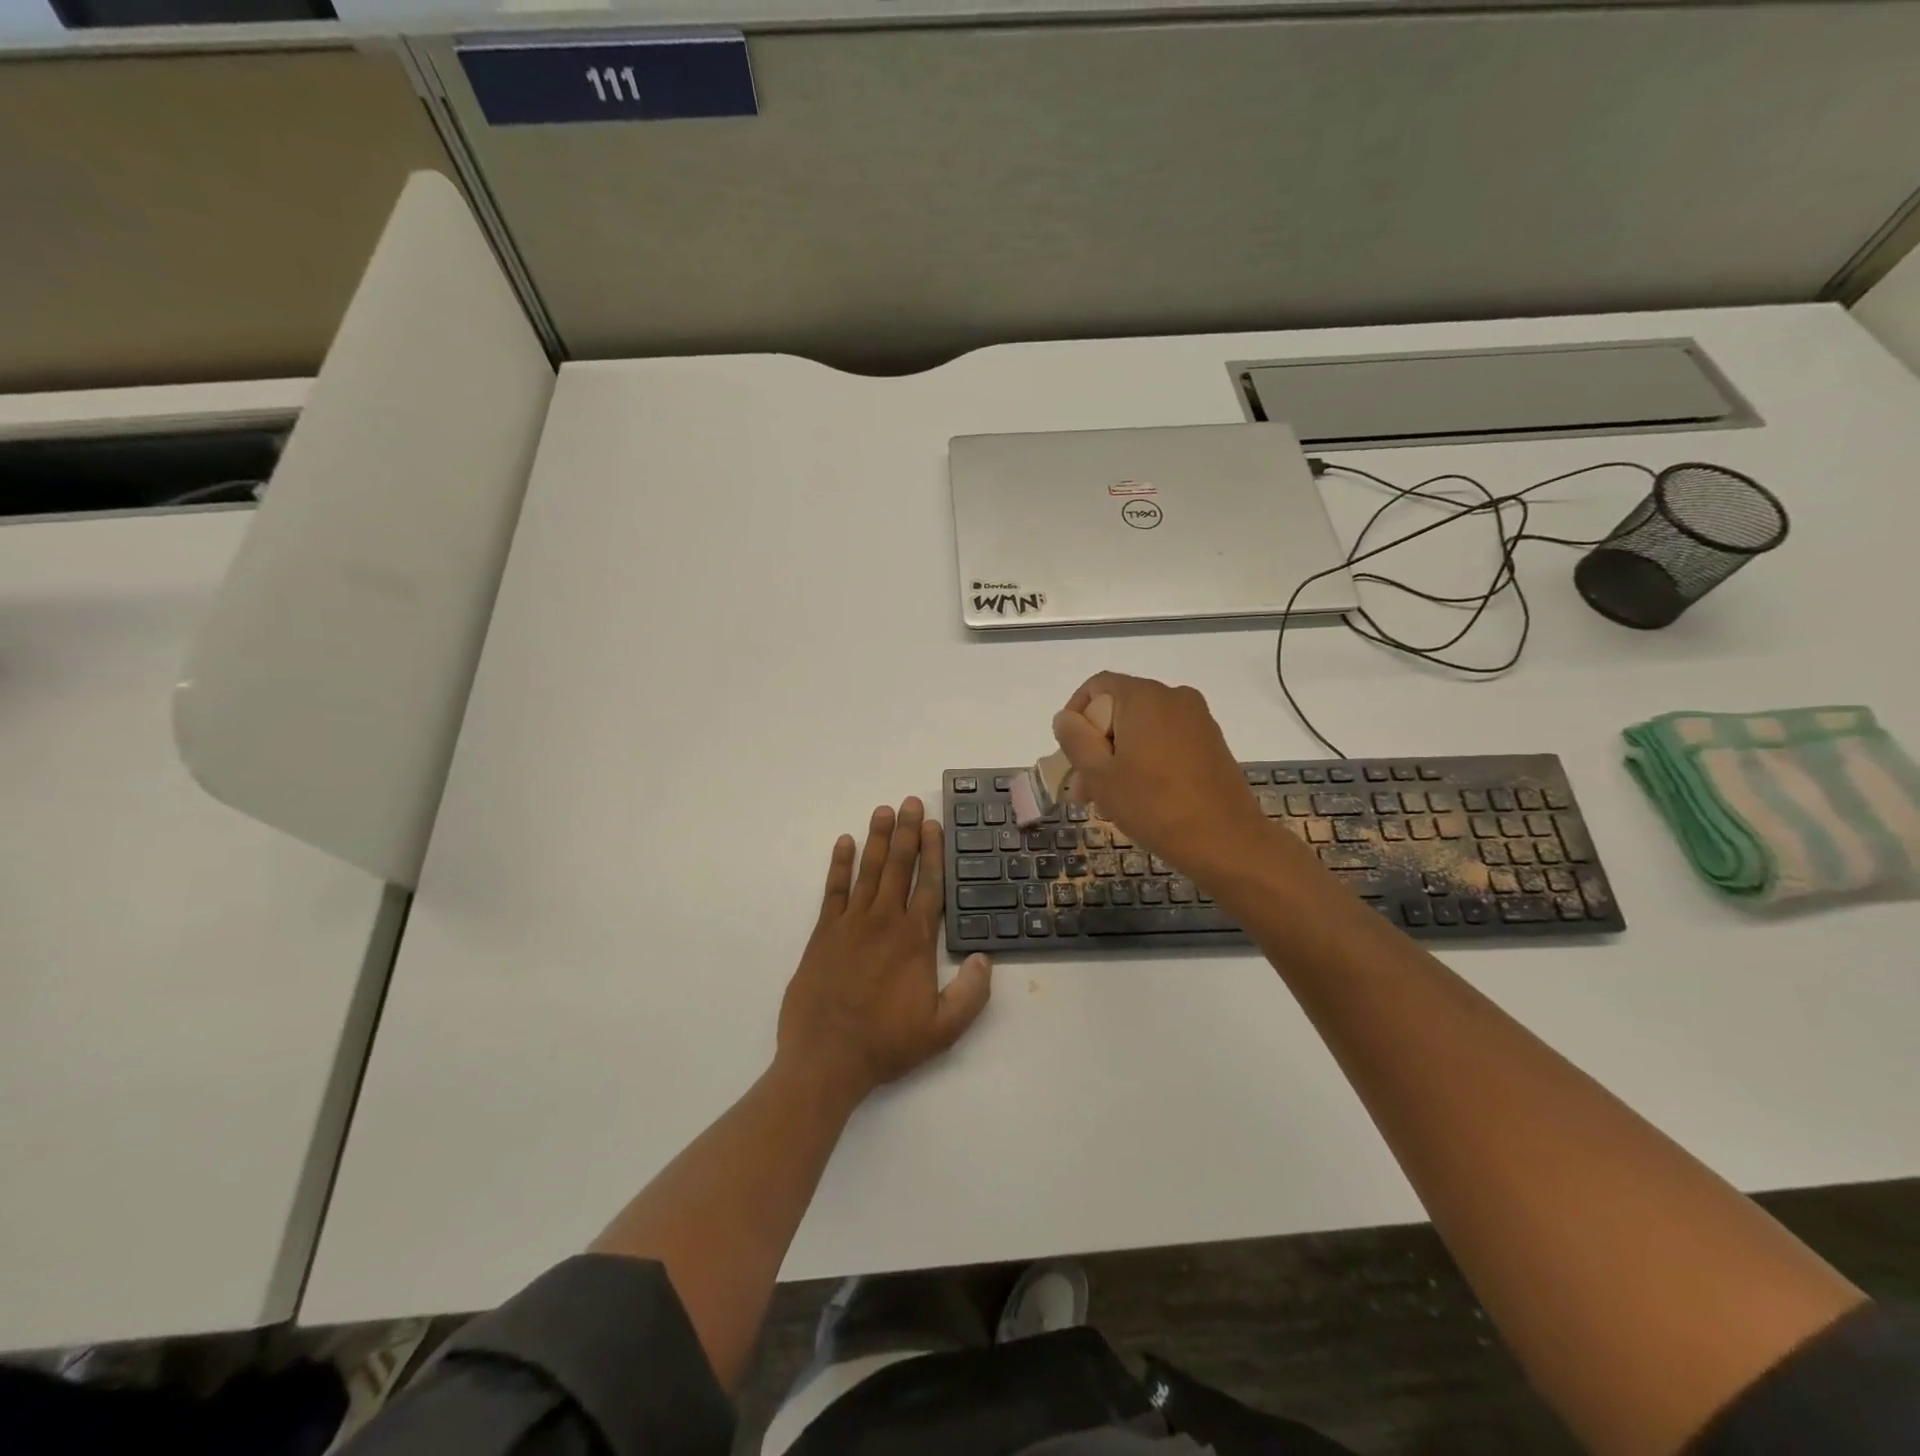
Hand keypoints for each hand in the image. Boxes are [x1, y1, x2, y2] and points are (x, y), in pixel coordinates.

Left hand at [778, 798, 991, 1103]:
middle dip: (906, 832)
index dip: (934, 852)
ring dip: (876, 839)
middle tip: (910, 802)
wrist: (826, 1059)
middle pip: (898, 867)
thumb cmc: (887, 1043)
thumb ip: (971, 993)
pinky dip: (839, 865)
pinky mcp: (823, 933)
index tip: (934, 825)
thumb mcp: (944, 1030)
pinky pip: (833, 890)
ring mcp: (850, 924)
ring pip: (868, 871)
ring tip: (883, 810)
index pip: (929, 884)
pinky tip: (844, 842)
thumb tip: (985, 958)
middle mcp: (884, 922)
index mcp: (915, 939)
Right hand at [1053, 672, 1273, 878]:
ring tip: (1109, 800)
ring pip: (1142, 729)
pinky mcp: (1211, 743)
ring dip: (1119, 757)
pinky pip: (1166, 740)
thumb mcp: (1099, 774)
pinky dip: (1146, 760)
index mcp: (1144, 696)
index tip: (1070, 755)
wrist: (1225, 840)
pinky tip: (1142, 797)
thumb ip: (1075, 738)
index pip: (1096, 687)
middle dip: (1096, 746)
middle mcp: (1174, 696)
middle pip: (1119, 709)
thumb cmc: (1153, 804)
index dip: (1075, 716)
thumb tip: (1065, 717)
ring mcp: (1197, 719)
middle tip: (1084, 790)